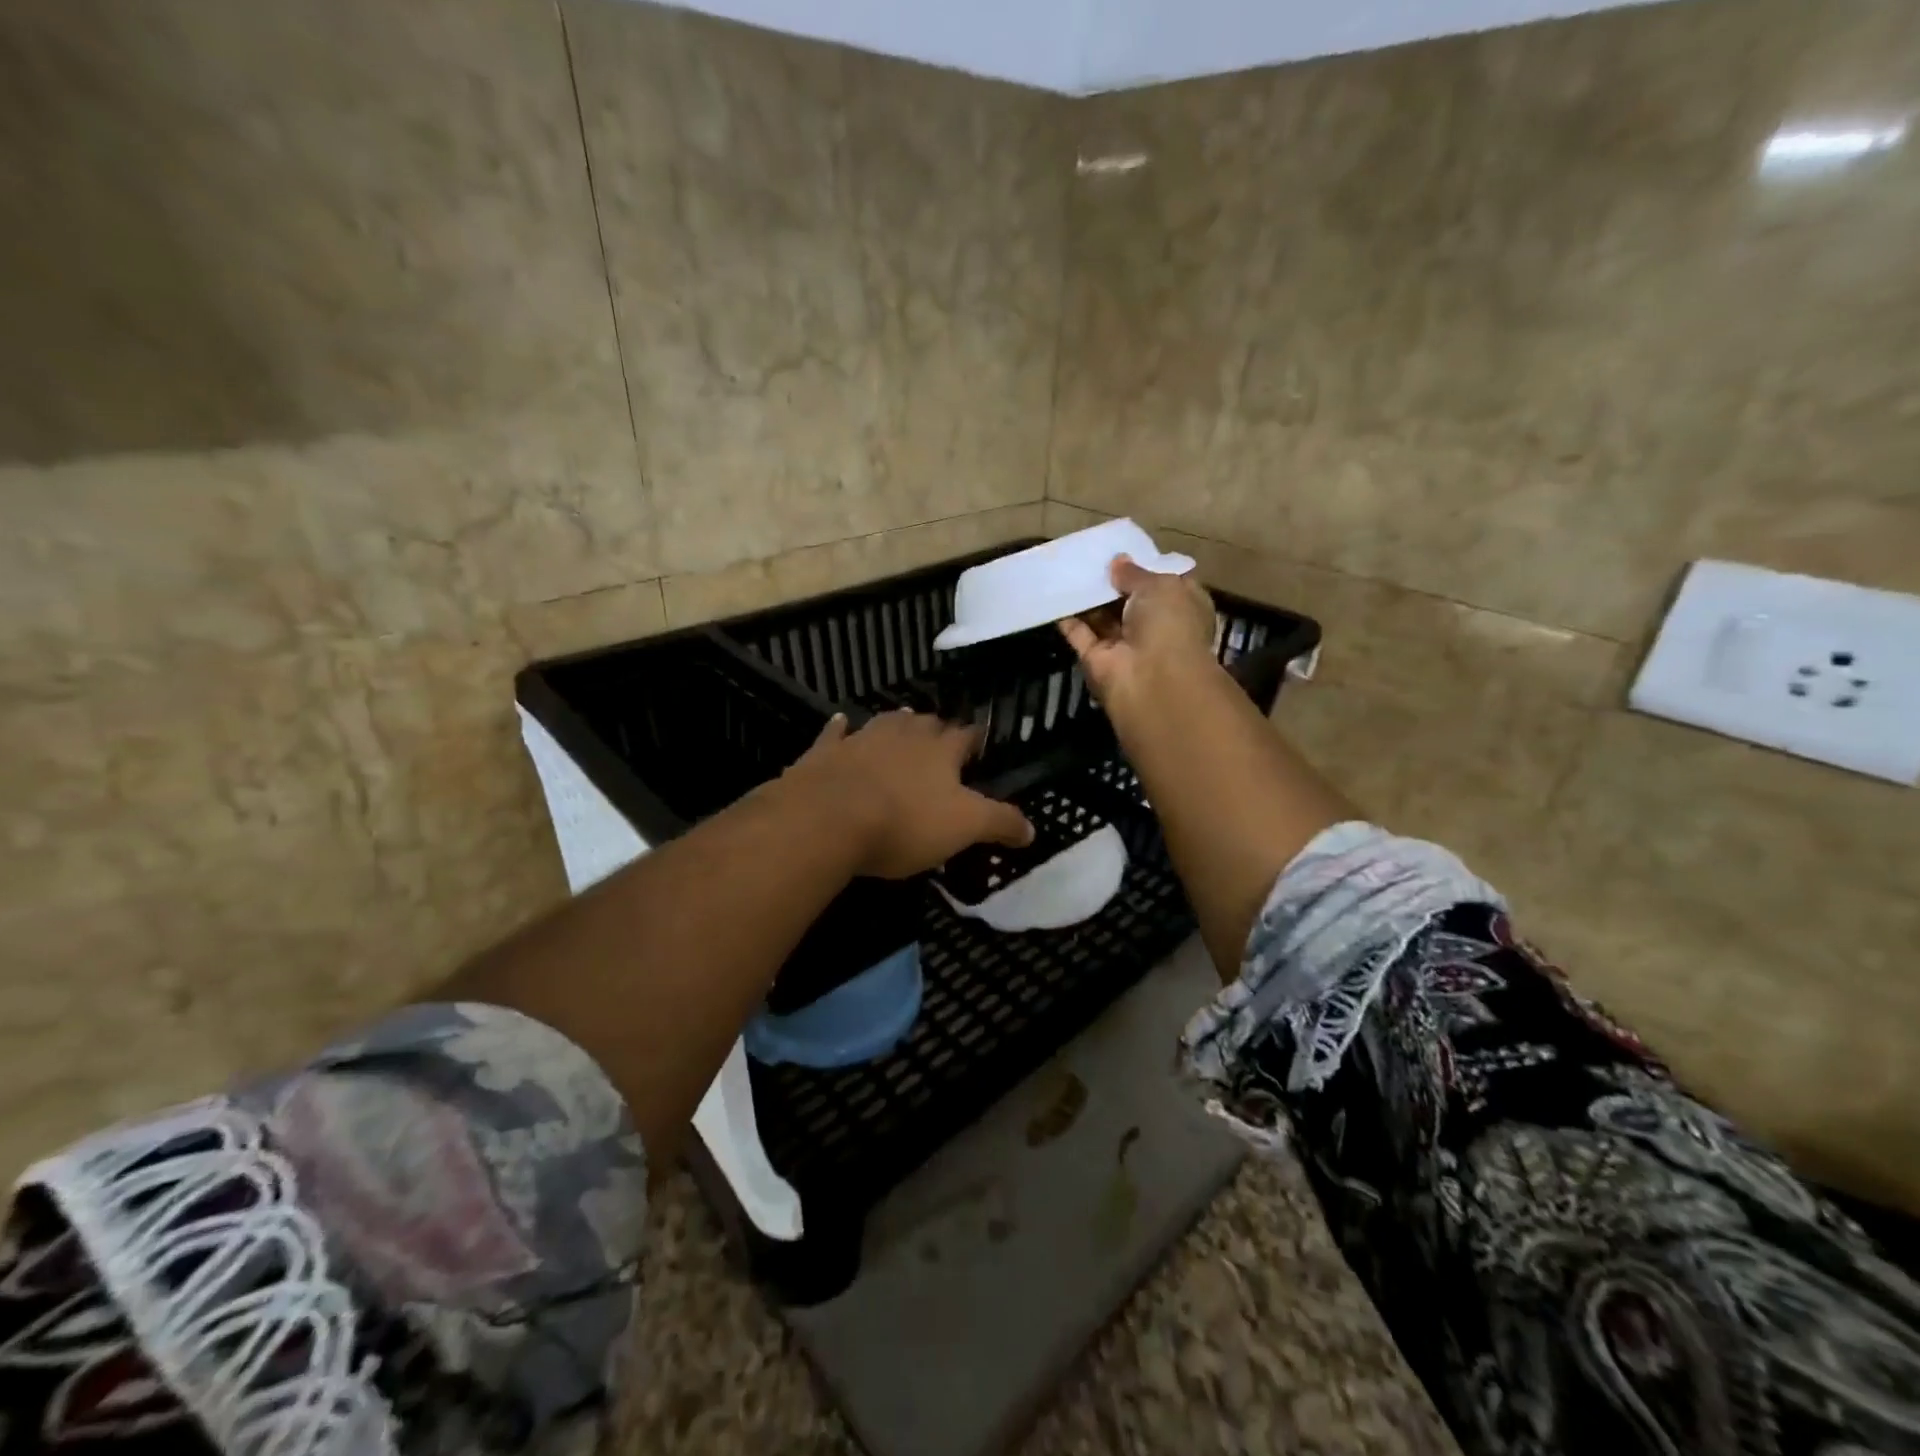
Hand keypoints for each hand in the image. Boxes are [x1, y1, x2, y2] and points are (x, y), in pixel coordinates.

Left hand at [783, 710, 1034, 878]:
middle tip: (942, 739)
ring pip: (885, 722)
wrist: (828, 819)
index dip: (975, 739)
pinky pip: (835, 734)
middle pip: (926, 724)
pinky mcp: (824, 753)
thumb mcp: (965, 827)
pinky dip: (840, 729)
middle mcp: (903, 735)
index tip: (981, 743)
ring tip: (904, 722)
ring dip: (896, 723)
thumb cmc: (905, 822)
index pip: (966, 736)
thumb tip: (1032, 828)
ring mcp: (861, 740)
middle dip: (936, 729)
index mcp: (940, 750)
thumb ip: (1000, 823)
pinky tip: (841, 723)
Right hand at [1058, 554, 1218, 706]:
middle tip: (1089, 556)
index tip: (1123, 552)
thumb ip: (1135, 573)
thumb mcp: (1159, 585)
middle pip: (1128, 601)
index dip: (1145, 569)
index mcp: (1181, 608)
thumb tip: (1118, 561)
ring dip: (1088, 596)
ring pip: (1102, 617)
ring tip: (1068, 567)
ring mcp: (1124, 645)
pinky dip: (1067, 617)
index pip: (1163, 585)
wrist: (1152, 679)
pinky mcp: (1097, 659)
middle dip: (1111, 582)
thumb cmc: (1169, 624)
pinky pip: (1079, 634)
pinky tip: (1055, 593)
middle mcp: (1154, 627)